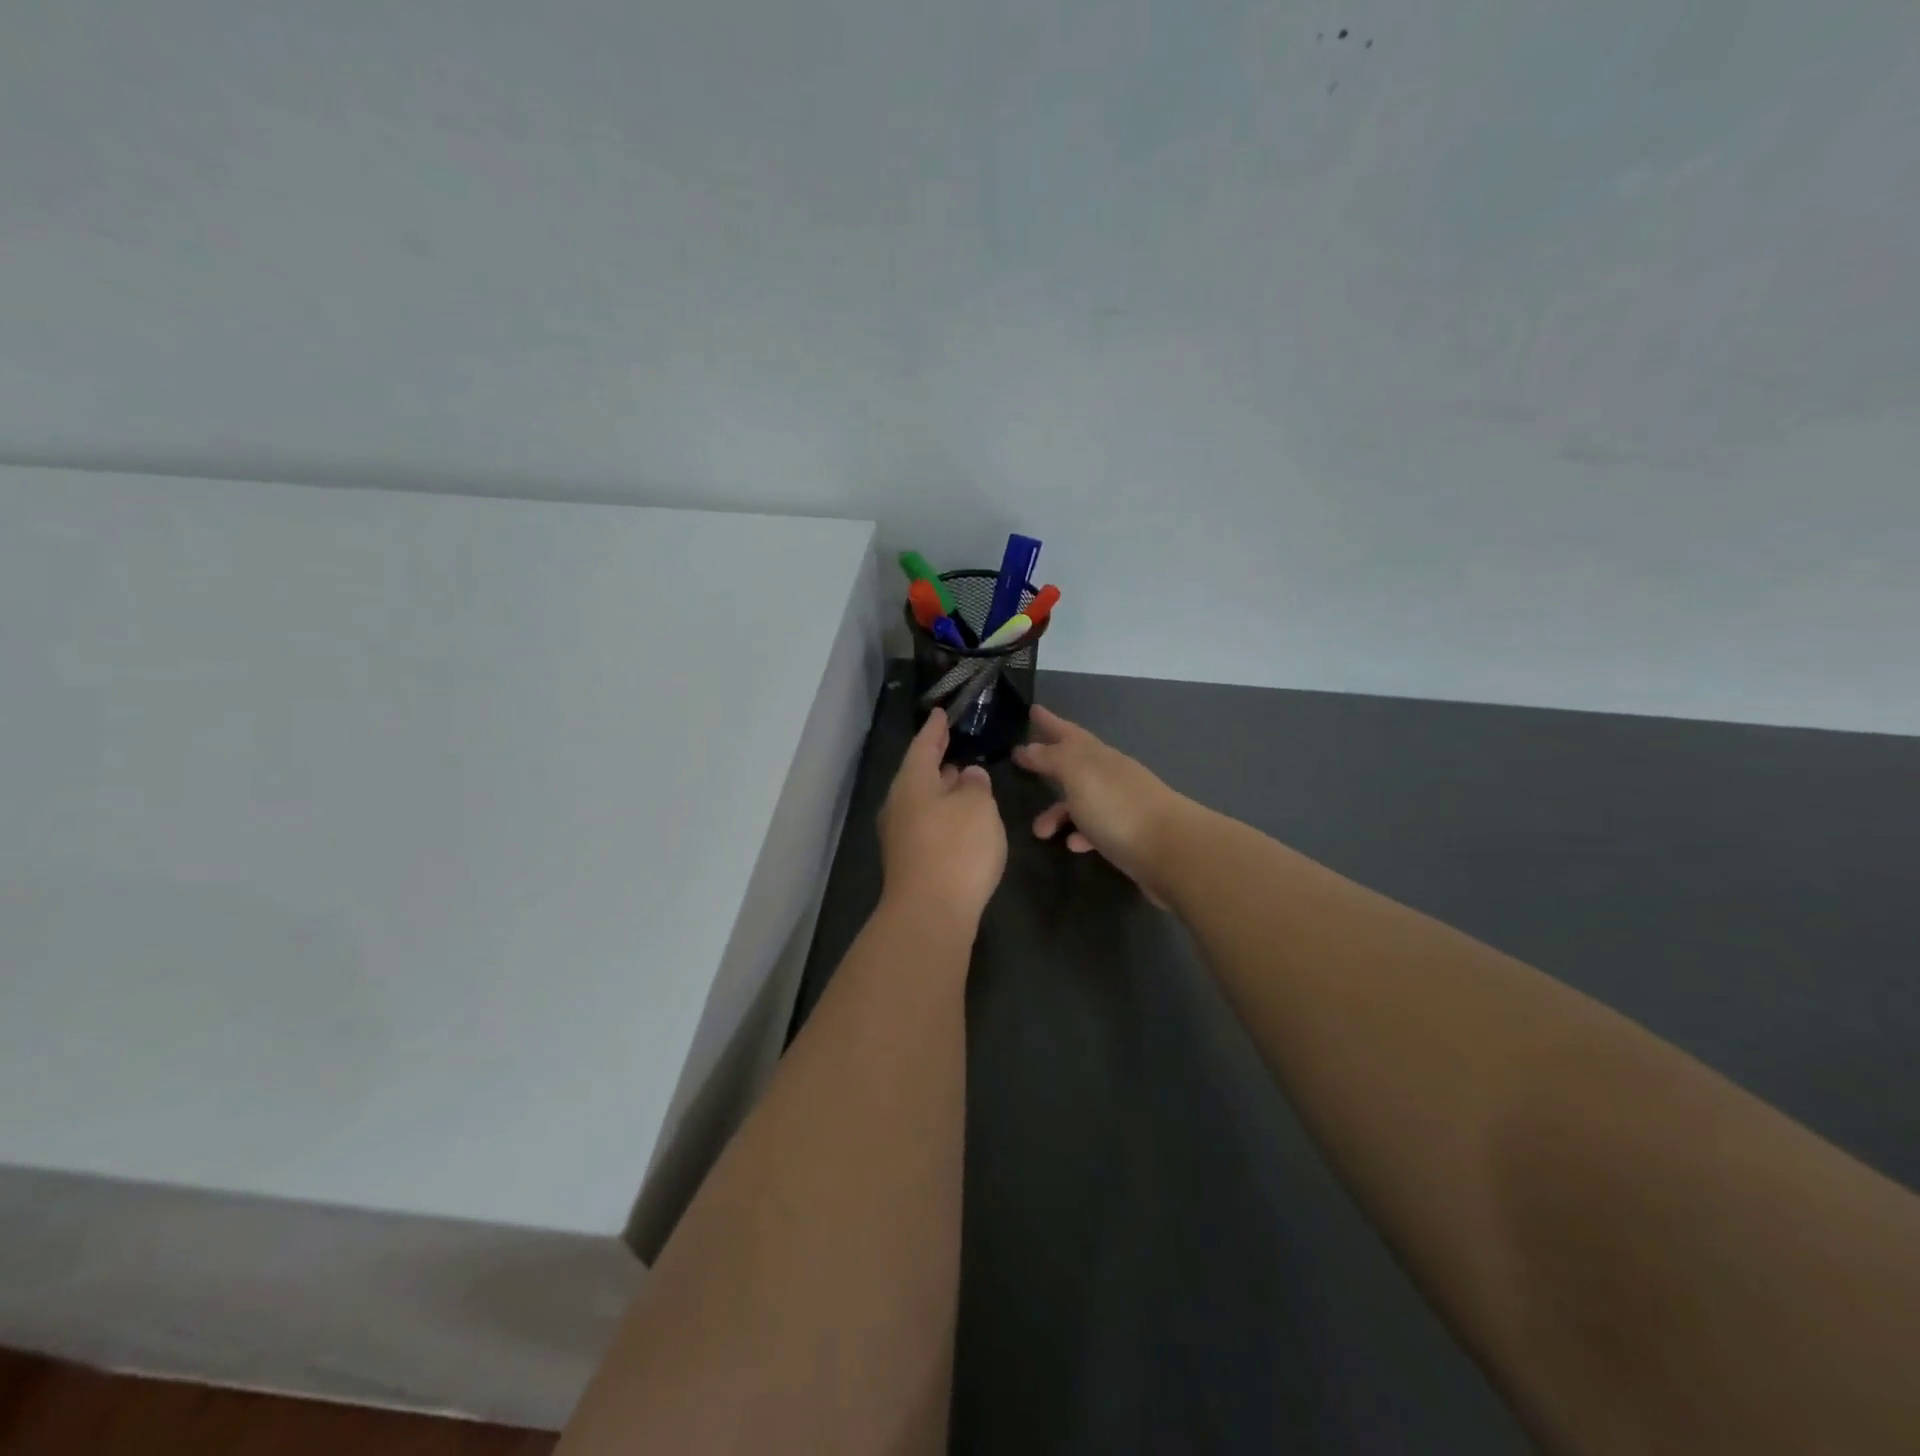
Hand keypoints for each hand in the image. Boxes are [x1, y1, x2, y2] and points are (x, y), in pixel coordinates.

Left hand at [878, 711, 1006, 927]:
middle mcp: (899, 805)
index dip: (935, 729)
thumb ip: (974, 785)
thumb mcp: (977, 807)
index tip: (941, 713)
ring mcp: (900, 836)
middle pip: (919, 774)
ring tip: (962, 780)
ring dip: (941, 790)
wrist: (930, 914)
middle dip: (937, 761)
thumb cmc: (956, 849)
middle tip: (953, 745)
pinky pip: (926, 824)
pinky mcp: (909, 861)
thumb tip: (967, 775)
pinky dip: (942, 814)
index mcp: (911, 783)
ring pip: (922, 801)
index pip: (923, 746)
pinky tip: (960, 820)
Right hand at [1012, 706, 1188, 904]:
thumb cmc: (1118, 807)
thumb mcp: (1079, 774)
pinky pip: (1095, 830)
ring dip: (1058, 811)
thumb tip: (1030, 746)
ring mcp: (1121, 805)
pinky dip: (1081, 834)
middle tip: (1023, 763)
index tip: (1033, 711)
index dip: (1050, 722)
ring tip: (1039, 831)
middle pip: (1074, 763)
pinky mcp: (1128, 836)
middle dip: (1049, 763)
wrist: (1171, 851)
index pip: (1069, 733)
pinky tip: (1073, 845)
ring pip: (1081, 801)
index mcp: (1098, 756)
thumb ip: (1053, 758)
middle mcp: (1110, 775)